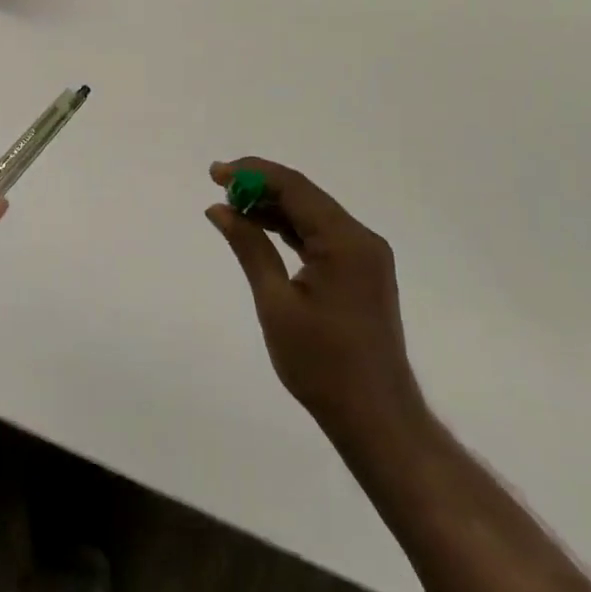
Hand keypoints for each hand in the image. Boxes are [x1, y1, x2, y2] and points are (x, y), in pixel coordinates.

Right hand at [206, 158, 426, 443]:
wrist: (376, 418)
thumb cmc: (322, 364)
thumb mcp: (276, 303)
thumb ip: (249, 248)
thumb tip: (219, 208)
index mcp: (345, 241)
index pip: (294, 187)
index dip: (252, 173)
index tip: (215, 173)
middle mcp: (361, 238)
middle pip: (305, 196)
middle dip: (260, 186)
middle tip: (218, 186)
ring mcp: (365, 256)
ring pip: (312, 215)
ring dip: (273, 207)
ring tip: (231, 206)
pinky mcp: (361, 272)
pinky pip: (321, 236)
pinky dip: (289, 229)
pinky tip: (260, 229)